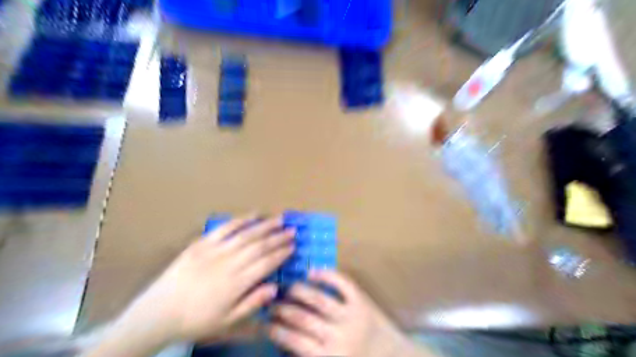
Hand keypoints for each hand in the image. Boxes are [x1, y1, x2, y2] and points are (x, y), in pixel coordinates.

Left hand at [122, 215, 294, 343]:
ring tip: (279, 220)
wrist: (158, 313)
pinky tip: (253, 215)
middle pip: (259, 246)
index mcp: (236, 283)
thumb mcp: (226, 321)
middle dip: (278, 238)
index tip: (293, 247)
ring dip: (265, 226)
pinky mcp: (202, 243)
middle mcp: (228, 263)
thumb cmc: (196, 319)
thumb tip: (275, 287)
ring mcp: (215, 250)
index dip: (281, 254)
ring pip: (246, 234)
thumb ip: (252, 303)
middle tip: (292, 231)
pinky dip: (240, 220)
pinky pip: (225, 228)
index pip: (266, 264)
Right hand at [267, 270, 412, 355]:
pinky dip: (326, 274)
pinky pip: (342, 283)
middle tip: (272, 303)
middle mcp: (338, 336)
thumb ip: (311, 355)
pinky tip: (312, 271)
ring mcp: (352, 316)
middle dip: (283, 310)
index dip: (276, 330)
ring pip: (318, 299)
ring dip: (298, 291)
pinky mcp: (362, 301)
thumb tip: (286, 342)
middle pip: (302, 319)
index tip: (266, 323)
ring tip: (287, 288)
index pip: (294, 342)